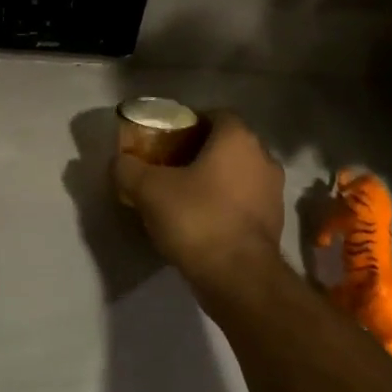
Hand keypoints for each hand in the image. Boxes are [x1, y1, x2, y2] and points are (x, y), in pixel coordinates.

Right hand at [112, 110, 285, 281]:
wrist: (238, 277)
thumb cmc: (196, 218)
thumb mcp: (148, 190)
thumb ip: (128, 168)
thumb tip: (118, 161)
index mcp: (238, 139)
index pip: (215, 114)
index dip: (189, 122)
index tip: (165, 138)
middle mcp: (263, 158)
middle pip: (227, 144)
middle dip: (199, 151)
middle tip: (169, 165)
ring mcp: (273, 192)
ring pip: (237, 173)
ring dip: (214, 179)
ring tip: (182, 194)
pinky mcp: (273, 222)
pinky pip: (244, 201)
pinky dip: (224, 204)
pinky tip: (200, 220)